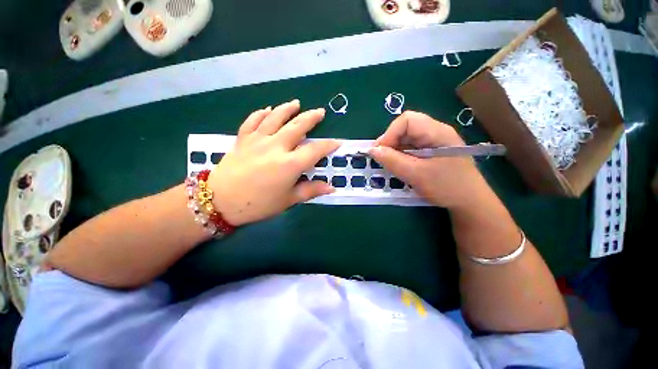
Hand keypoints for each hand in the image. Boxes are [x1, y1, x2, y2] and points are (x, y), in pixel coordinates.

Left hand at [208, 100, 339, 225]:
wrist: (219, 201)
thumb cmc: (258, 204)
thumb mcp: (288, 200)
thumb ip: (311, 190)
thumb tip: (331, 188)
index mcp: (290, 164)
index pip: (315, 150)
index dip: (328, 145)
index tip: (338, 142)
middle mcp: (276, 146)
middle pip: (297, 126)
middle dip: (311, 118)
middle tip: (320, 112)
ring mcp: (258, 140)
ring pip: (275, 117)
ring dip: (287, 109)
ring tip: (296, 103)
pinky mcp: (243, 139)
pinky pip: (253, 121)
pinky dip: (261, 113)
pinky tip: (267, 109)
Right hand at [369, 111, 488, 208]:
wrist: (470, 202)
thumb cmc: (447, 187)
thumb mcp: (417, 175)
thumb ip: (393, 161)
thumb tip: (372, 150)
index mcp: (437, 132)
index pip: (407, 120)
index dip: (390, 133)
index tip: (380, 152)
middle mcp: (435, 132)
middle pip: (406, 127)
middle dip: (390, 141)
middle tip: (382, 159)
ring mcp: (434, 141)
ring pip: (406, 138)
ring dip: (394, 149)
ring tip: (390, 164)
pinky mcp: (431, 151)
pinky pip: (410, 147)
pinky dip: (400, 155)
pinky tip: (399, 165)